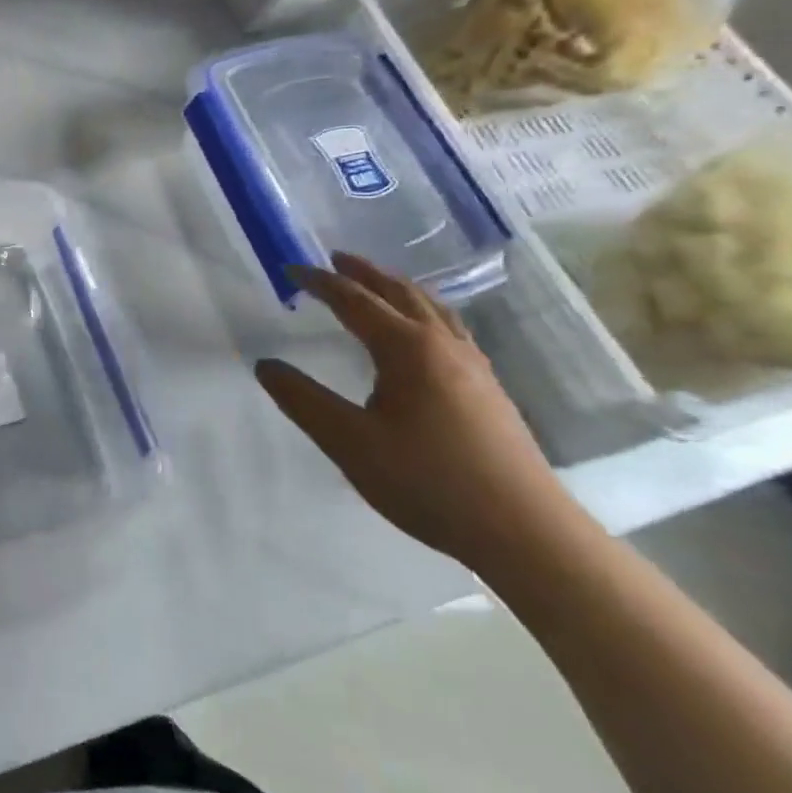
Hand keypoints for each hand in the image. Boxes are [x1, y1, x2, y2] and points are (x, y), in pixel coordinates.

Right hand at [254, 252, 582, 573]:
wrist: (526, 533)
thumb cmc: (429, 482)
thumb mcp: (349, 443)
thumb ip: (303, 400)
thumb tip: (265, 365)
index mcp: (408, 349)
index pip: (355, 301)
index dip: (321, 283)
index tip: (291, 269)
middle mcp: (443, 346)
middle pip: (400, 293)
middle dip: (364, 273)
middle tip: (335, 259)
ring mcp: (474, 366)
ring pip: (432, 308)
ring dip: (397, 288)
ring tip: (377, 283)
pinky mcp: (489, 389)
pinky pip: (450, 329)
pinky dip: (424, 311)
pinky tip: (424, 333)